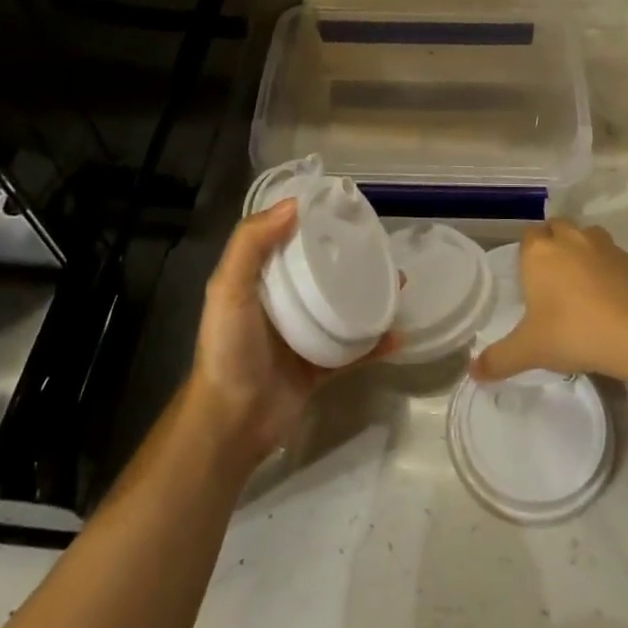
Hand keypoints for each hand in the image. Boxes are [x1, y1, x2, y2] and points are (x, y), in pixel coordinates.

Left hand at [186, 200, 393, 465]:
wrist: (234, 422)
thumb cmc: (230, 349)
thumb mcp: (229, 289)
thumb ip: (251, 244)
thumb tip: (294, 205)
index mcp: (260, 281)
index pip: (288, 240)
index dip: (312, 222)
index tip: (344, 208)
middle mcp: (282, 303)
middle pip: (322, 271)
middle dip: (350, 257)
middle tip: (382, 246)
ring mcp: (304, 335)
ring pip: (343, 307)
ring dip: (370, 295)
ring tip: (399, 282)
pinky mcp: (321, 366)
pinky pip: (354, 350)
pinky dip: (376, 343)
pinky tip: (399, 334)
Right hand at [471, 218, 627, 382]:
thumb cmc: (573, 333)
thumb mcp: (529, 350)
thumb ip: (499, 359)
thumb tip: (473, 373)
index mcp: (541, 251)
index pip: (529, 236)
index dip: (529, 254)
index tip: (531, 279)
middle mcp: (572, 238)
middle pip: (558, 228)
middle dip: (556, 245)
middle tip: (555, 281)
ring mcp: (607, 246)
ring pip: (590, 238)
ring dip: (585, 254)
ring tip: (584, 287)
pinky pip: (618, 260)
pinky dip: (614, 273)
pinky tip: (615, 301)